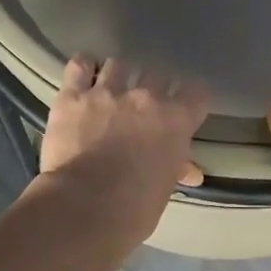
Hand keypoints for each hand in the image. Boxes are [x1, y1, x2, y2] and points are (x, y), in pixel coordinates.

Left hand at [34, 56, 209, 246]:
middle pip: (158, 73)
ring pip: (119, 64)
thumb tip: (191, 173)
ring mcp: (107, 92)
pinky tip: (83, 77)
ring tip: (111, 89)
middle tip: (143, 105)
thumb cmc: (135, 207)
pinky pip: (79, 65)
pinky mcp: (72, 96)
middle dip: (153, 86)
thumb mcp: (164, 189)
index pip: (197, 92)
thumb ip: (176, 170)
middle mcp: (145, 97)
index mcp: (176, 120)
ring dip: (118, 75)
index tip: (185, 108)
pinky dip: (83, 68)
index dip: (191, 99)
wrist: (86, 206)